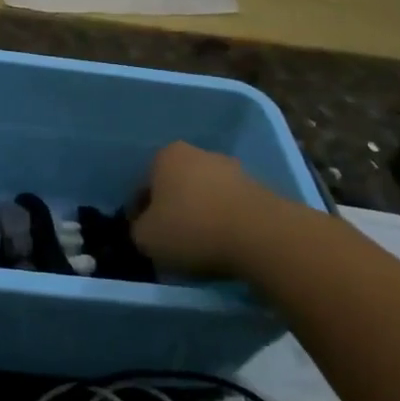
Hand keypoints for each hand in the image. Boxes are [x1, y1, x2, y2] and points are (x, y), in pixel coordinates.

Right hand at [130, 141, 297, 278]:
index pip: (143, 186)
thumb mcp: (145, 238)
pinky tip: (225, 245)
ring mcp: (233, 169)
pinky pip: (231, 208)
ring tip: (201, 247)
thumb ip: (137, 230)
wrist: (262, 236)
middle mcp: (199, 153)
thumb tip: (146, 229)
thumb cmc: (192, 229)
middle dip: (172, 209)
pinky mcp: (261, 189)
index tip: (145, 237)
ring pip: (205, 196)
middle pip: (176, 186)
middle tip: (171, 241)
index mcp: (165, 156)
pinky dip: (225, 223)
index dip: (140, 214)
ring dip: (200, 215)